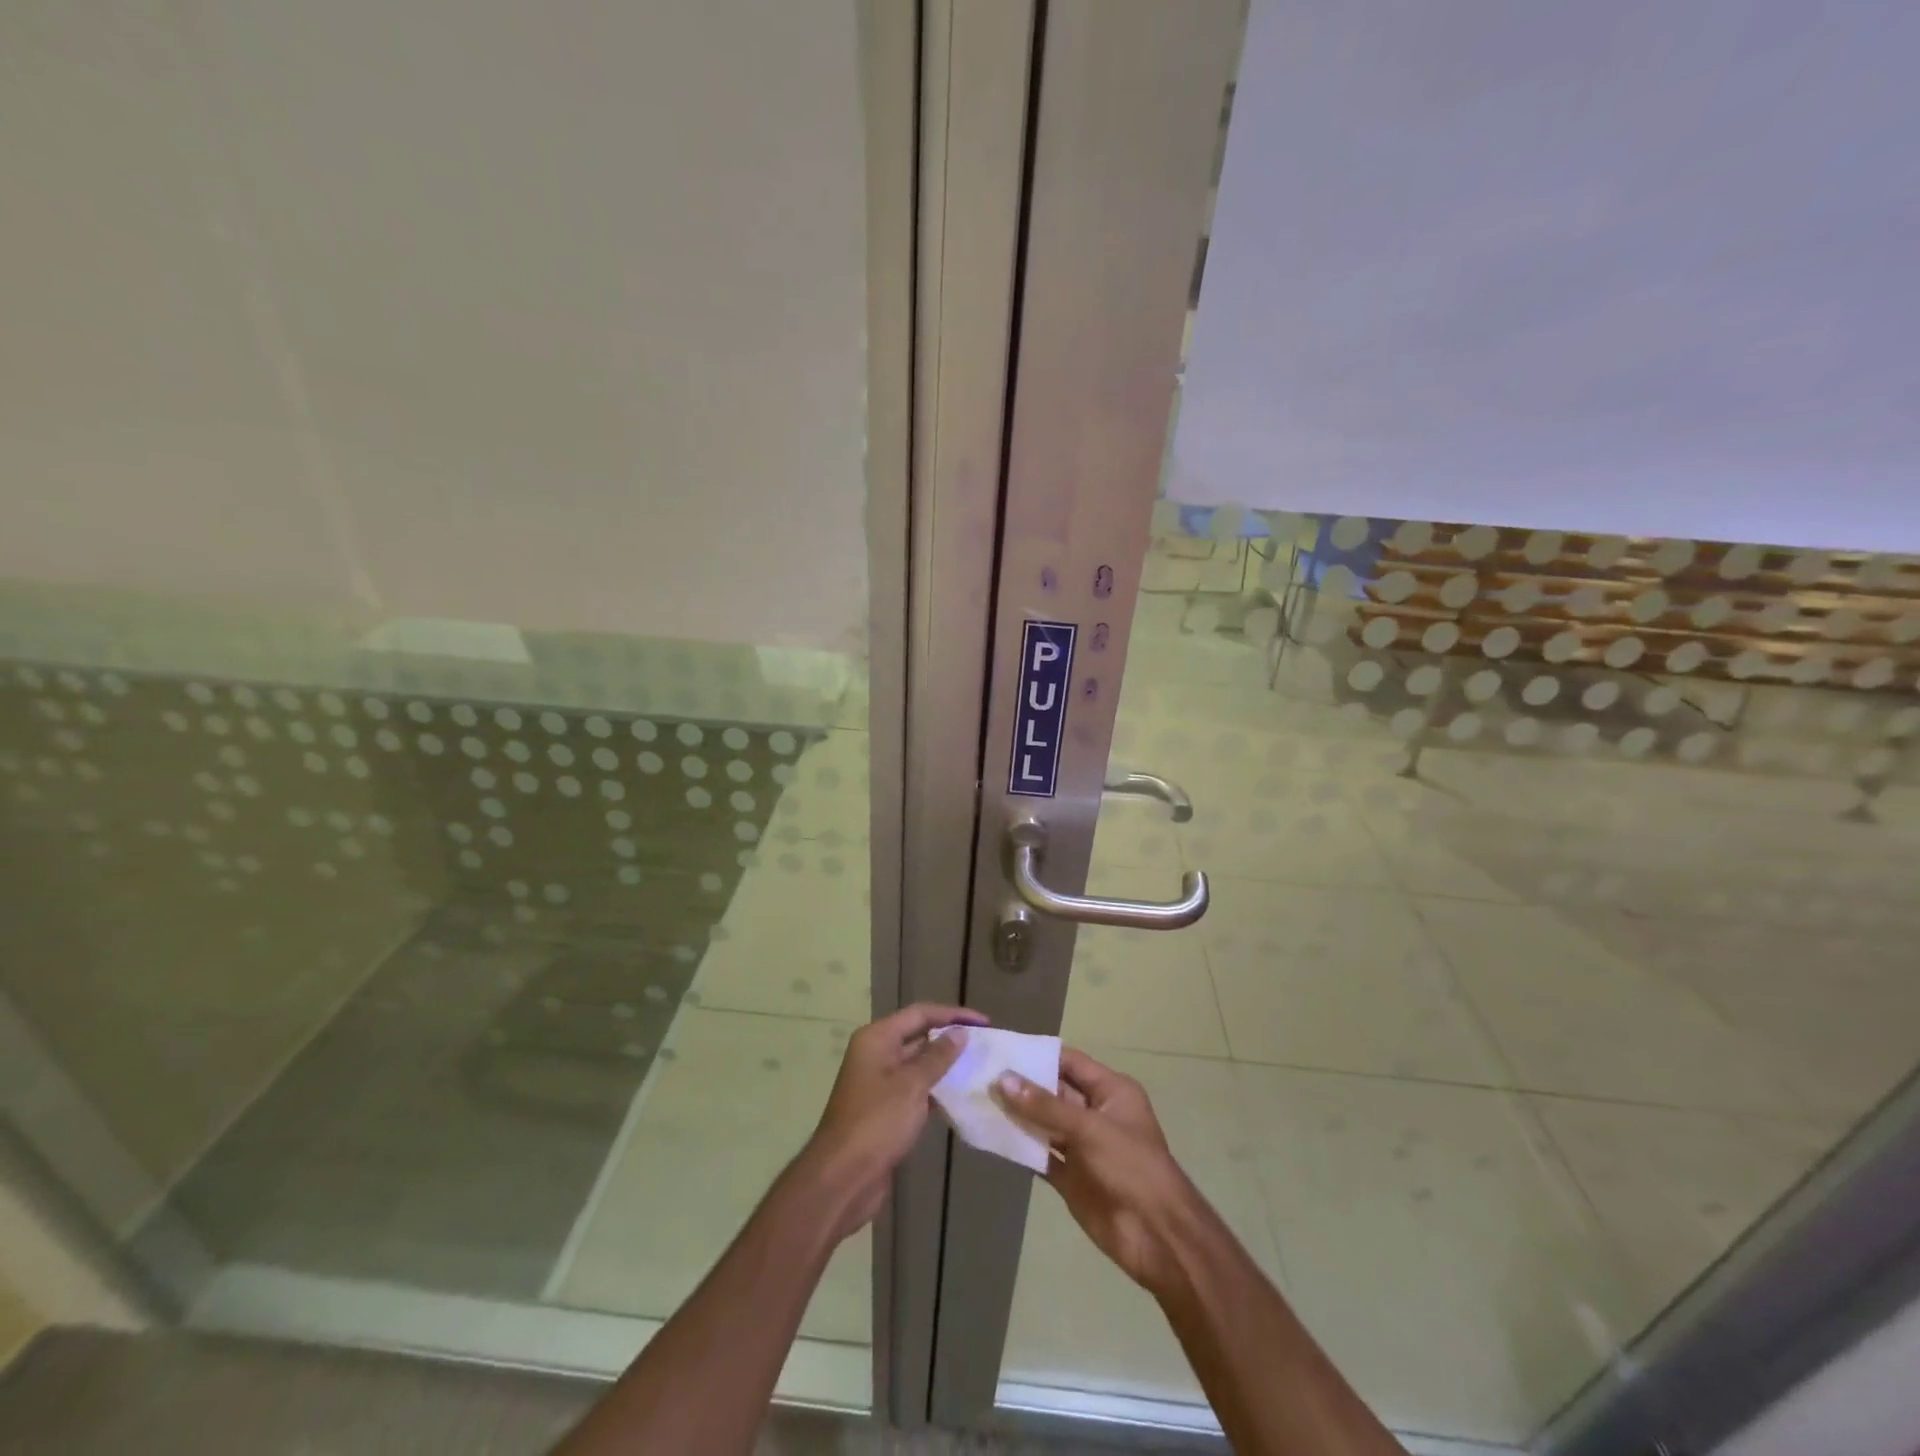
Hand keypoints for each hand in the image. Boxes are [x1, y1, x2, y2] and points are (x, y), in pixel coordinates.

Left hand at [800, 1002, 986, 1240]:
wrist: (843, 1179)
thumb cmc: (876, 1123)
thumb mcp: (911, 1085)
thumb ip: (937, 1057)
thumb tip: (960, 1032)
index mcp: (877, 1039)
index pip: (920, 1014)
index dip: (953, 1014)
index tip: (985, 1022)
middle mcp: (877, 1054)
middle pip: (919, 1036)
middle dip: (951, 1039)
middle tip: (986, 1045)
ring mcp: (880, 1084)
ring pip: (919, 1066)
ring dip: (946, 1067)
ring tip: (981, 1069)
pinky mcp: (887, 1111)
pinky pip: (917, 1091)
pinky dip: (937, 1091)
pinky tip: (963, 1098)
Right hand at [995, 1048, 1197, 1297]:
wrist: (1158, 1238)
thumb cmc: (1131, 1168)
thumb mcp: (1090, 1129)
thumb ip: (1045, 1106)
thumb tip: (1002, 1079)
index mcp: (1111, 1092)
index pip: (1069, 1062)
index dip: (1037, 1055)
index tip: (1000, 1049)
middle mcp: (1095, 1114)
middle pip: (1053, 1092)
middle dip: (1021, 1086)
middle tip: (980, 1075)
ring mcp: (1082, 1147)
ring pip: (1043, 1124)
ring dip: (1017, 1116)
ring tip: (978, 1102)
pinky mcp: (1071, 1177)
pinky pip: (1041, 1155)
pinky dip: (1020, 1147)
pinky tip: (992, 1138)